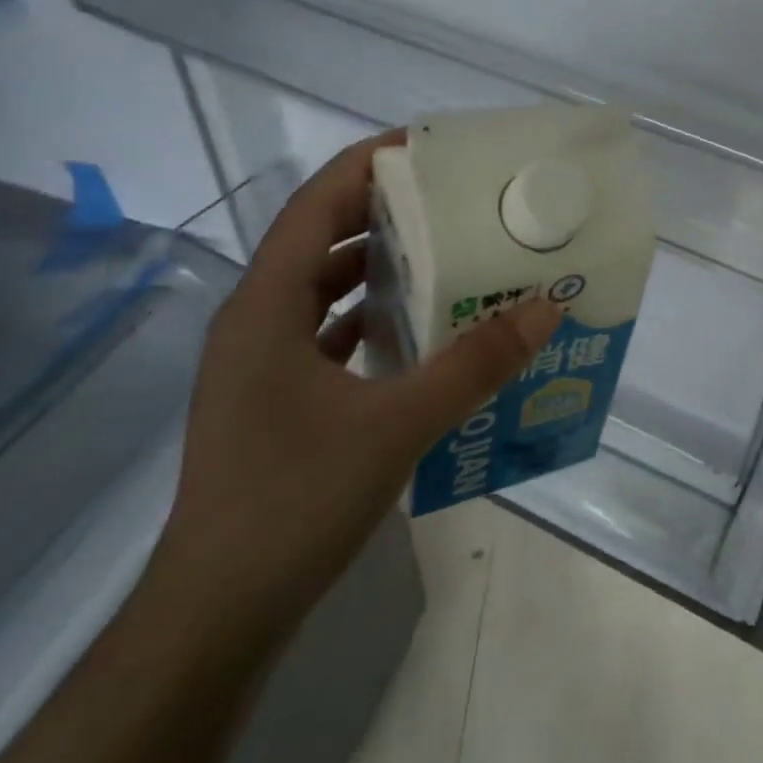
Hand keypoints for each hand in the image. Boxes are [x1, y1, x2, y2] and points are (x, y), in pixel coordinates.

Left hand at [152, 133, 560, 643]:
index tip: (427, 147)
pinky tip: (418, 329)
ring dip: (378, 267)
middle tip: (452, 198)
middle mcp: (256, 322)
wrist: (217, 615)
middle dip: (383, 212)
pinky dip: (370, 318)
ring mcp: (260, 364)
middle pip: (320, 241)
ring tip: (446, 252)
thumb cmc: (293, 501)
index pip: (314, 206)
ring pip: (323, 290)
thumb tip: (545, 307)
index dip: (366, 166)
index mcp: (266, 307)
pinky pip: (325, 334)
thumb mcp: (397, 426)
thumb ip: (476, 364)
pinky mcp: (274, 400)